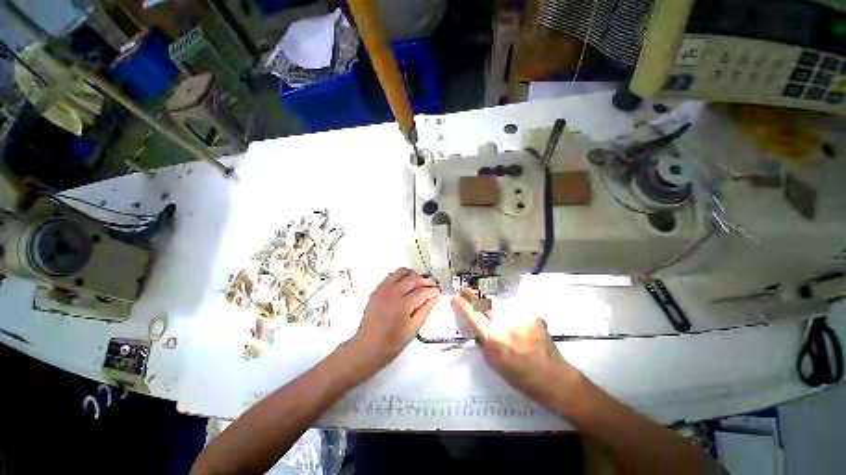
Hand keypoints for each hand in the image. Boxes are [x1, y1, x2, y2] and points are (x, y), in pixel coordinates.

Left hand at [347, 268, 440, 375]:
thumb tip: (435, 297)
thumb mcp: (413, 329)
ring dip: (413, 274)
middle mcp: (393, 294)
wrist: (367, 347)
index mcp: (403, 305)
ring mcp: (383, 290)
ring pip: (401, 273)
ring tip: (420, 279)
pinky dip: (400, 275)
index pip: (422, 292)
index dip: (432, 290)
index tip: (438, 291)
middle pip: (413, 279)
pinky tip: (405, 280)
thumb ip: (425, 311)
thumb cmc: (392, 343)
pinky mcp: (376, 290)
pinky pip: (390, 276)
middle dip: (425, 280)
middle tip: (432, 284)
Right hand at [452, 288, 580, 404]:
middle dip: (473, 295)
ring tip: (487, 306)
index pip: (472, 317)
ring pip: (498, 304)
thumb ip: (483, 343)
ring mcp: (519, 317)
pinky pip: (513, 309)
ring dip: (490, 304)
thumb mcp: (494, 364)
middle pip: (484, 303)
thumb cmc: (521, 377)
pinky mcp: (531, 315)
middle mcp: (505, 325)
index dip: (462, 306)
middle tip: (466, 291)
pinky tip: (512, 320)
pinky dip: (508, 312)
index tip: (455, 298)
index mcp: (494, 340)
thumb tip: (477, 328)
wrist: (553, 377)